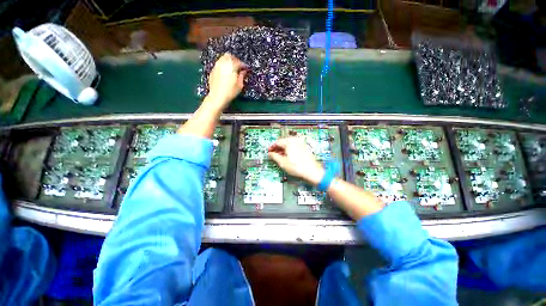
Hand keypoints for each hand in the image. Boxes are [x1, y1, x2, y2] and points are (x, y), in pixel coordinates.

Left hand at [206, 53, 247, 108]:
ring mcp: (216, 66)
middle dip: (235, 60)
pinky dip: (224, 66)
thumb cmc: (230, 92)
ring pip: (223, 58)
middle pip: (230, 56)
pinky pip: (219, 64)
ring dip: (229, 62)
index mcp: (231, 65)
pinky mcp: (213, 70)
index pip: (239, 62)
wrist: (217, 97)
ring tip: (232, 69)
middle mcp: (223, 63)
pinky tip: (226, 72)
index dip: (244, 66)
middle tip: (239, 66)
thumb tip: (243, 71)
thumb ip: (242, 76)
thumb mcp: (240, 85)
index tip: (247, 69)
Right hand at [268, 137, 324, 184]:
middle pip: (283, 142)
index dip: (272, 147)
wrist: (312, 172)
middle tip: (273, 154)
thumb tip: (270, 154)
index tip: (269, 151)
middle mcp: (295, 140)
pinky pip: (294, 146)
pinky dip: (289, 150)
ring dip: (283, 150)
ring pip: (288, 145)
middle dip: (277, 148)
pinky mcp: (304, 147)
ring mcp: (301, 143)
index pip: (277, 142)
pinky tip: (287, 157)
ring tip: (279, 157)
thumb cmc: (299, 167)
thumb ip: (274, 156)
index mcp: (289, 142)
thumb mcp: (282, 162)